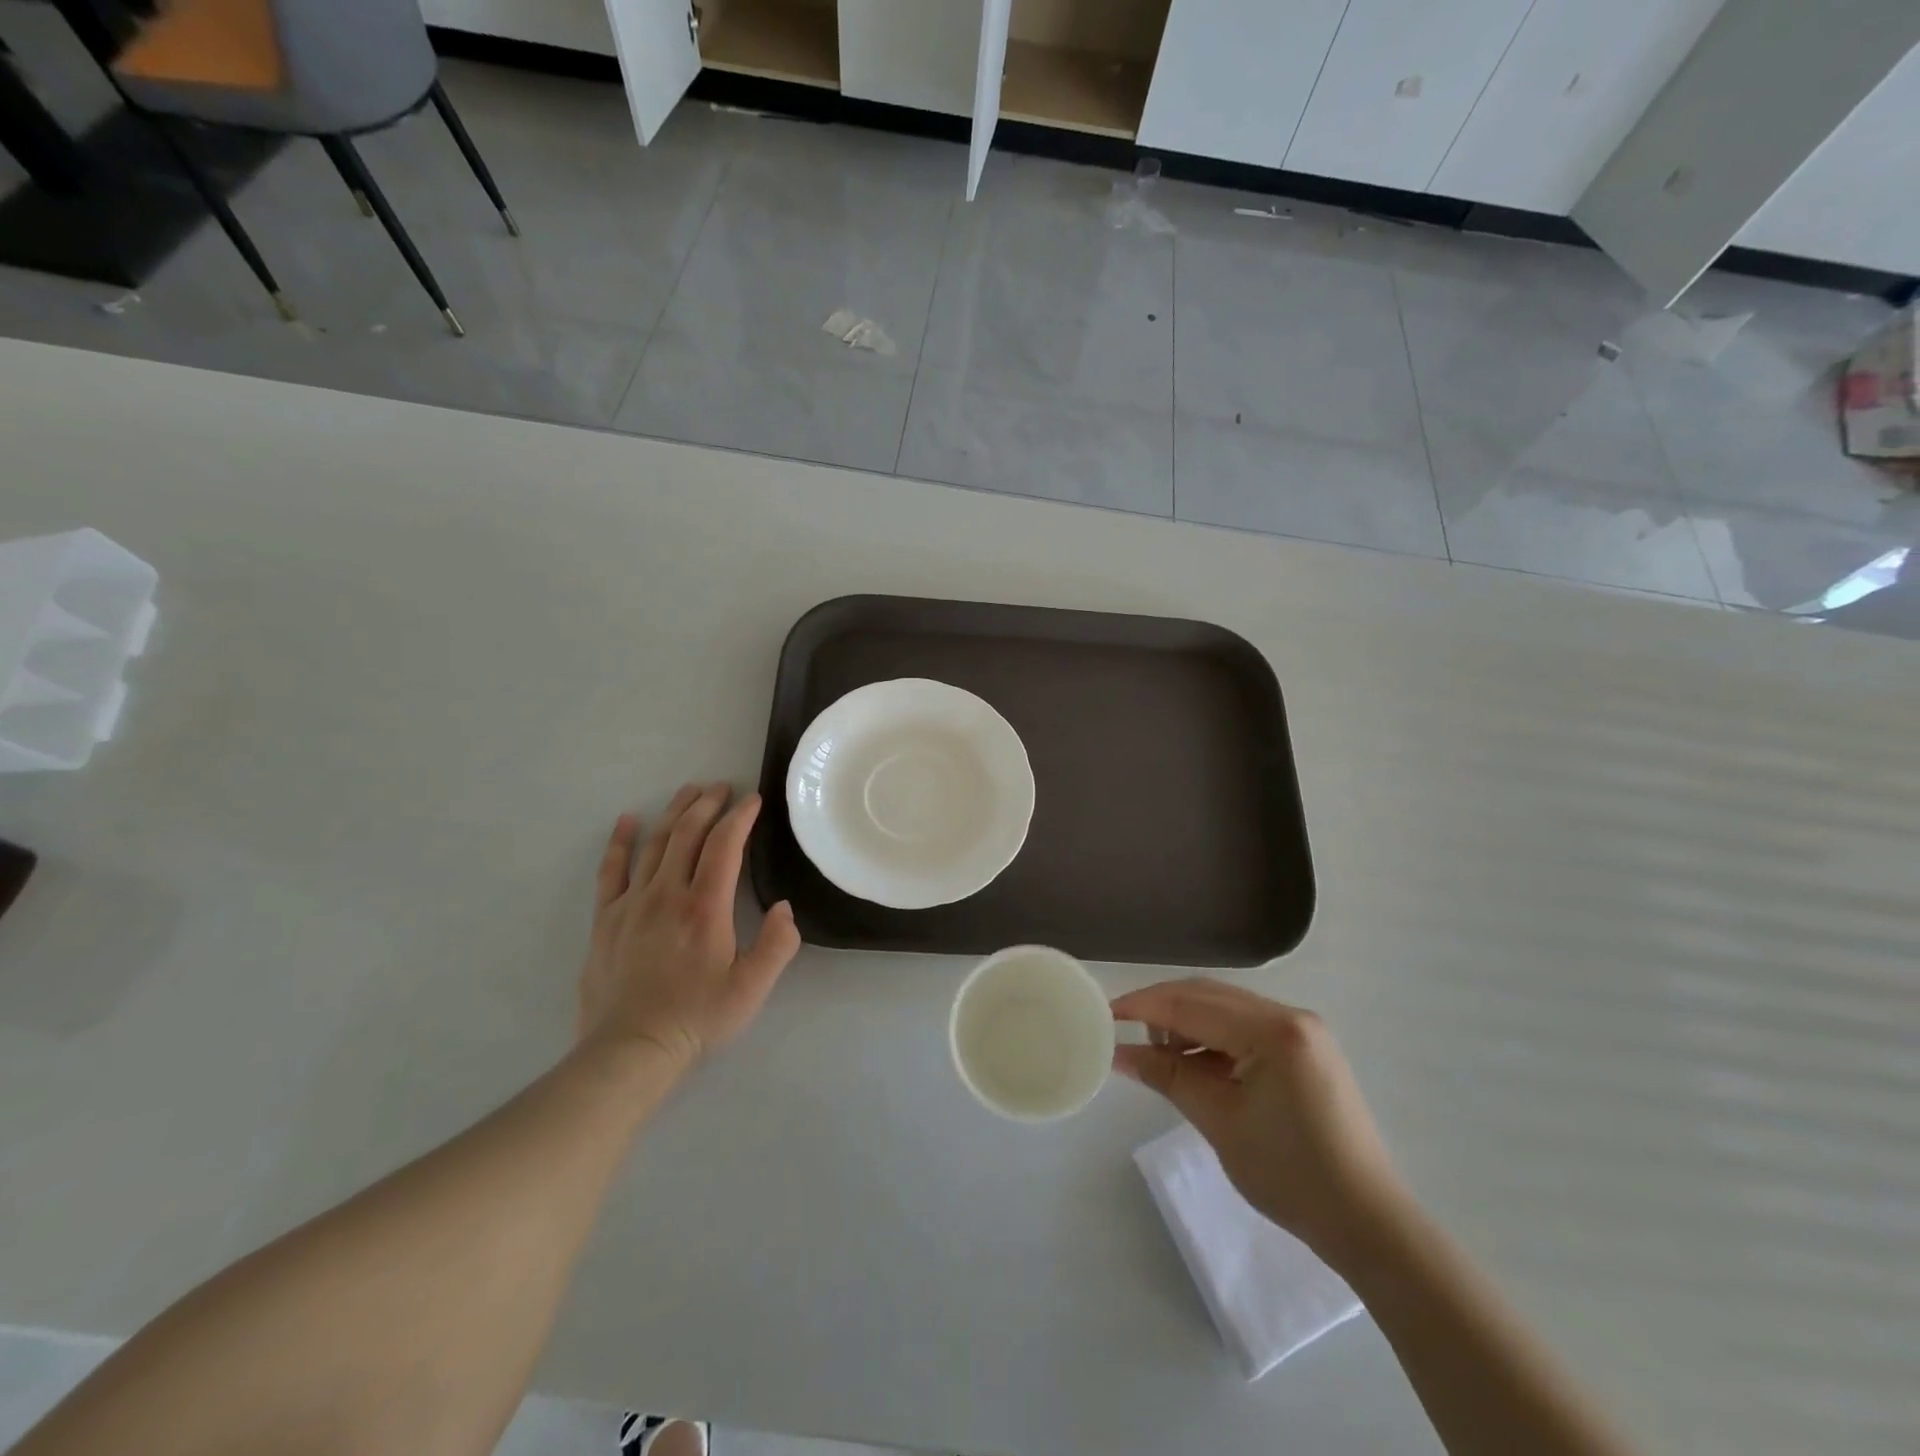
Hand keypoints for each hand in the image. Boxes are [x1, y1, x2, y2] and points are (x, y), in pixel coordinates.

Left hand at [577, 783, 800, 1072]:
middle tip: (721, 786)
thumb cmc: (697, 1018)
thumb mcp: (752, 988)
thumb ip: (778, 945)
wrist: (630, 1050)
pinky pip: (611, 870)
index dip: (740, 817)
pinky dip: (620, 841)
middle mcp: (667, 893)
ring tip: (688, 791)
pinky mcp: (605, 919)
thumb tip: (785, 907)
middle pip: (687, 834)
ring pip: (654, 843)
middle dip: (707, 804)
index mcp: (705, 907)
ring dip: (674, 812)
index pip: (724, 846)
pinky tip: (627, 821)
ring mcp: (631, 903)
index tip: (752, 799)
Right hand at [1112, 979, 1405, 1266]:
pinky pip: (1245, 1026)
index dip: (1143, 1006)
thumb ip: (1167, 1075)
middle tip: (1125, 1035)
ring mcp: (1301, 1029)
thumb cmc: (1290, 1175)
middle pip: (1208, 996)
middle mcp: (1289, 1015)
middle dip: (1162, 1010)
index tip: (1104, 1014)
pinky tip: (1196, 1065)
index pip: (1191, 1004)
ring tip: (1161, 1059)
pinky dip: (1213, 1038)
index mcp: (1272, 1030)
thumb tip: (1118, 1053)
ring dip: (1187, 1024)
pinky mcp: (1305, 1048)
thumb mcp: (1219, 1121)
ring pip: (1225, 1008)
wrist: (1368, 1223)